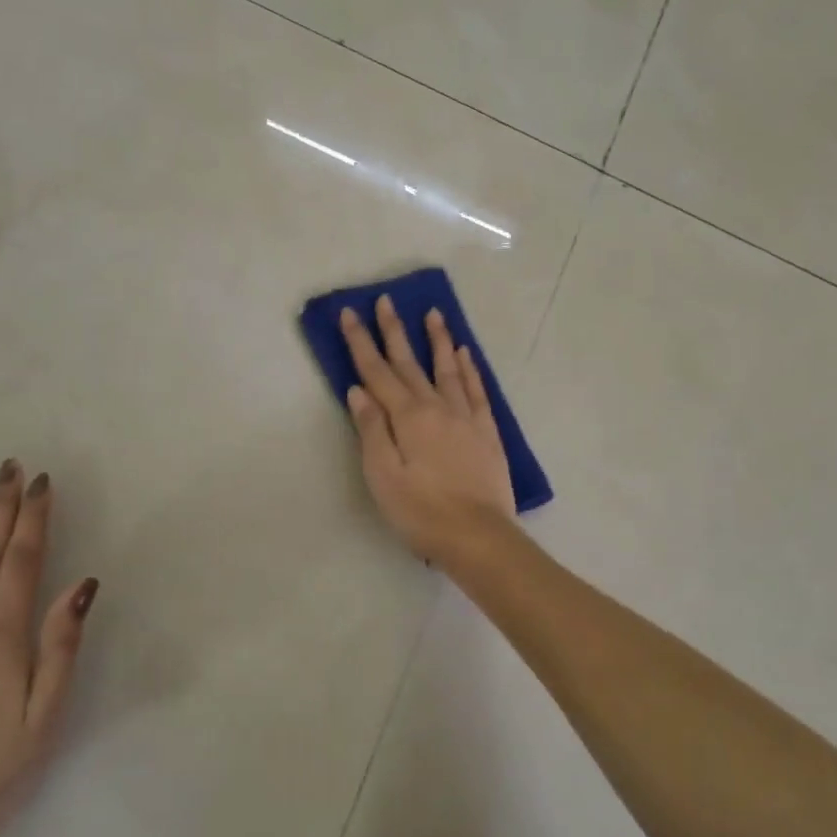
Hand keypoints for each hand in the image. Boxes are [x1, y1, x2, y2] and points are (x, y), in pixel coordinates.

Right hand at [341, 295, 515, 561]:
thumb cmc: (421, 512)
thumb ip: (371, 430)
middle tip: (386, 300)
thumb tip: (358, 390)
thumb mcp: (383, 476)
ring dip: (438, 340)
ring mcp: (465, 417)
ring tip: (434, 314)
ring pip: (448, 369)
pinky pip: (476, 391)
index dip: (361, 342)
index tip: (350, 314)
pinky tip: (466, 355)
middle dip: (395, 330)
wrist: (478, 536)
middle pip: (410, 363)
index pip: (377, 372)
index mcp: (407, 418)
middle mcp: (437, 408)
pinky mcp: (486, 432)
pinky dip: (470, 370)